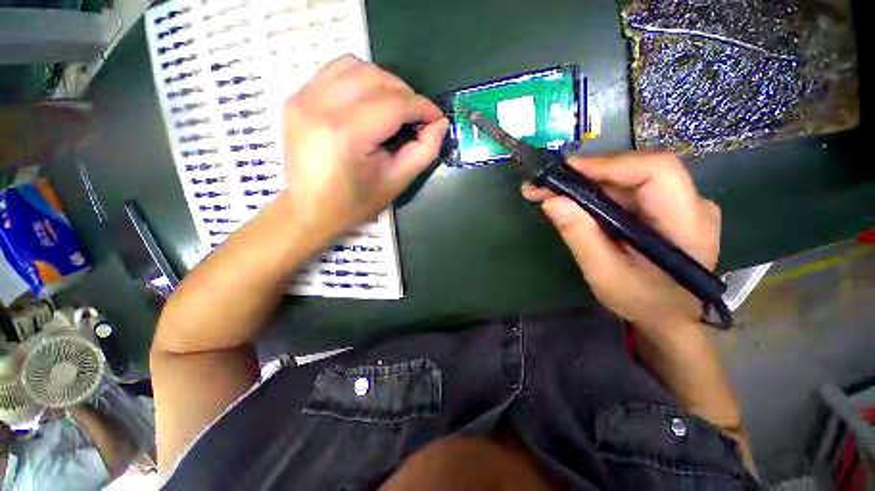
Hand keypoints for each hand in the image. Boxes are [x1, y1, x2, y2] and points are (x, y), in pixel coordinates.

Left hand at [279, 55, 447, 239]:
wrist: (308, 209)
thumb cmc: (355, 204)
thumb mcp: (396, 183)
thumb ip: (423, 151)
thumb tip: (439, 124)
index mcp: (346, 134)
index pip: (394, 104)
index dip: (422, 107)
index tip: (437, 117)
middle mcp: (320, 106)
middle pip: (376, 79)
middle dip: (406, 94)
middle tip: (418, 116)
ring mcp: (303, 97)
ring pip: (356, 66)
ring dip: (384, 82)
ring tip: (396, 106)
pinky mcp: (297, 96)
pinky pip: (335, 71)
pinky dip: (360, 78)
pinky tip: (369, 100)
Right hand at [521, 153, 720, 332]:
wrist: (670, 317)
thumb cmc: (643, 302)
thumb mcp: (605, 275)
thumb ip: (581, 237)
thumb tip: (551, 201)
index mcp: (687, 222)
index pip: (656, 170)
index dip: (609, 164)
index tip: (566, 170)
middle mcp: (690, 203)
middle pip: (637, 170)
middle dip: (586, 173)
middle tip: (545, 183)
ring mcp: (678, 203)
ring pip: (627, 178)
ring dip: (585, 182)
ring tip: (548, 191)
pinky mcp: (662, 208)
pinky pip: (626, 190)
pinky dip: (594, 192)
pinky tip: (569, 199)